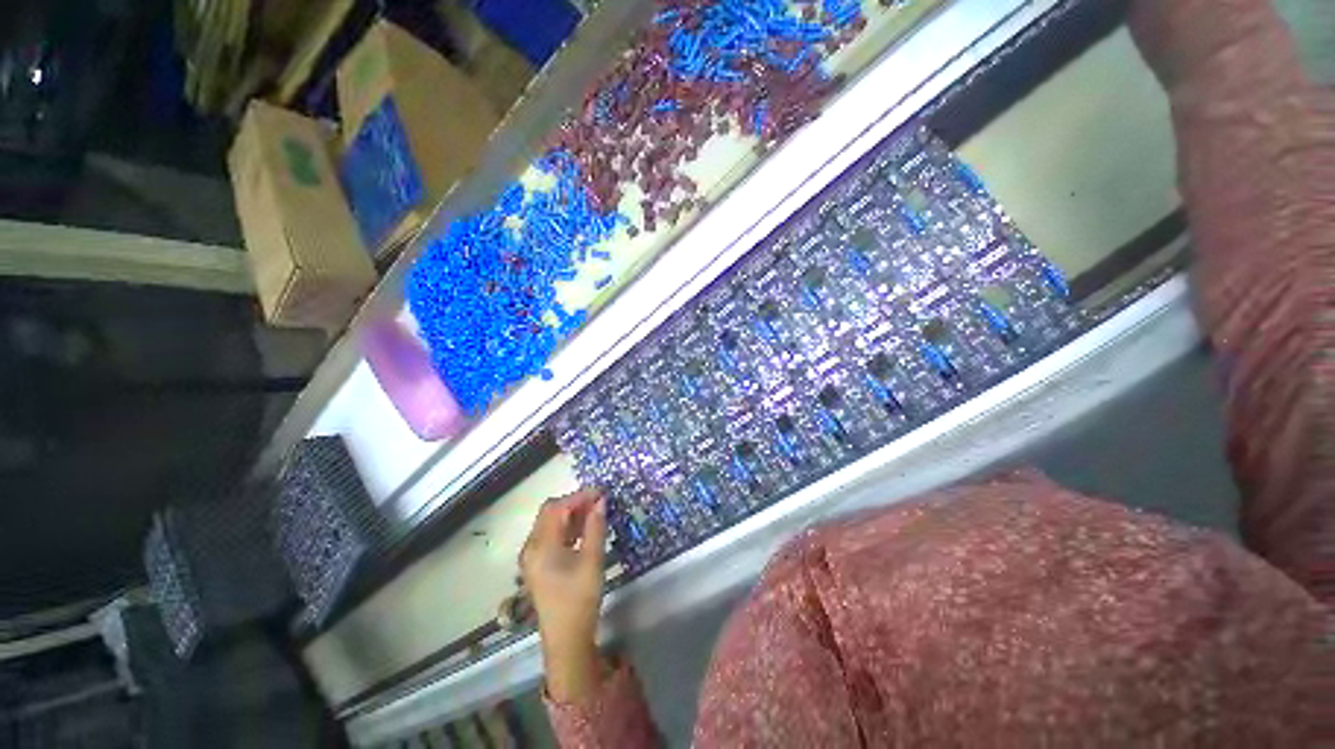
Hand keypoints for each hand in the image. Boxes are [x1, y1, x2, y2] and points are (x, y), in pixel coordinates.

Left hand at [520, 488, 607, 701]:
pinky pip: (551, 536)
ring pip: (550, 523)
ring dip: (571, 514)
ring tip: (595, 513)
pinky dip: (567, 527)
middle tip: (599, 502)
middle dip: (574, 503)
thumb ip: (595, 527)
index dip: (579, 497)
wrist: (566, 641)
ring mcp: (532, 557)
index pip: (557, 508)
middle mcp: (531, 548)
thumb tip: (601, 501)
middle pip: (550, 512)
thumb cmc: (579, 600)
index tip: (601, 493)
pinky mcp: (538, 565)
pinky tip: (584, 530)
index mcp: (540, 546)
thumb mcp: (592, 561)